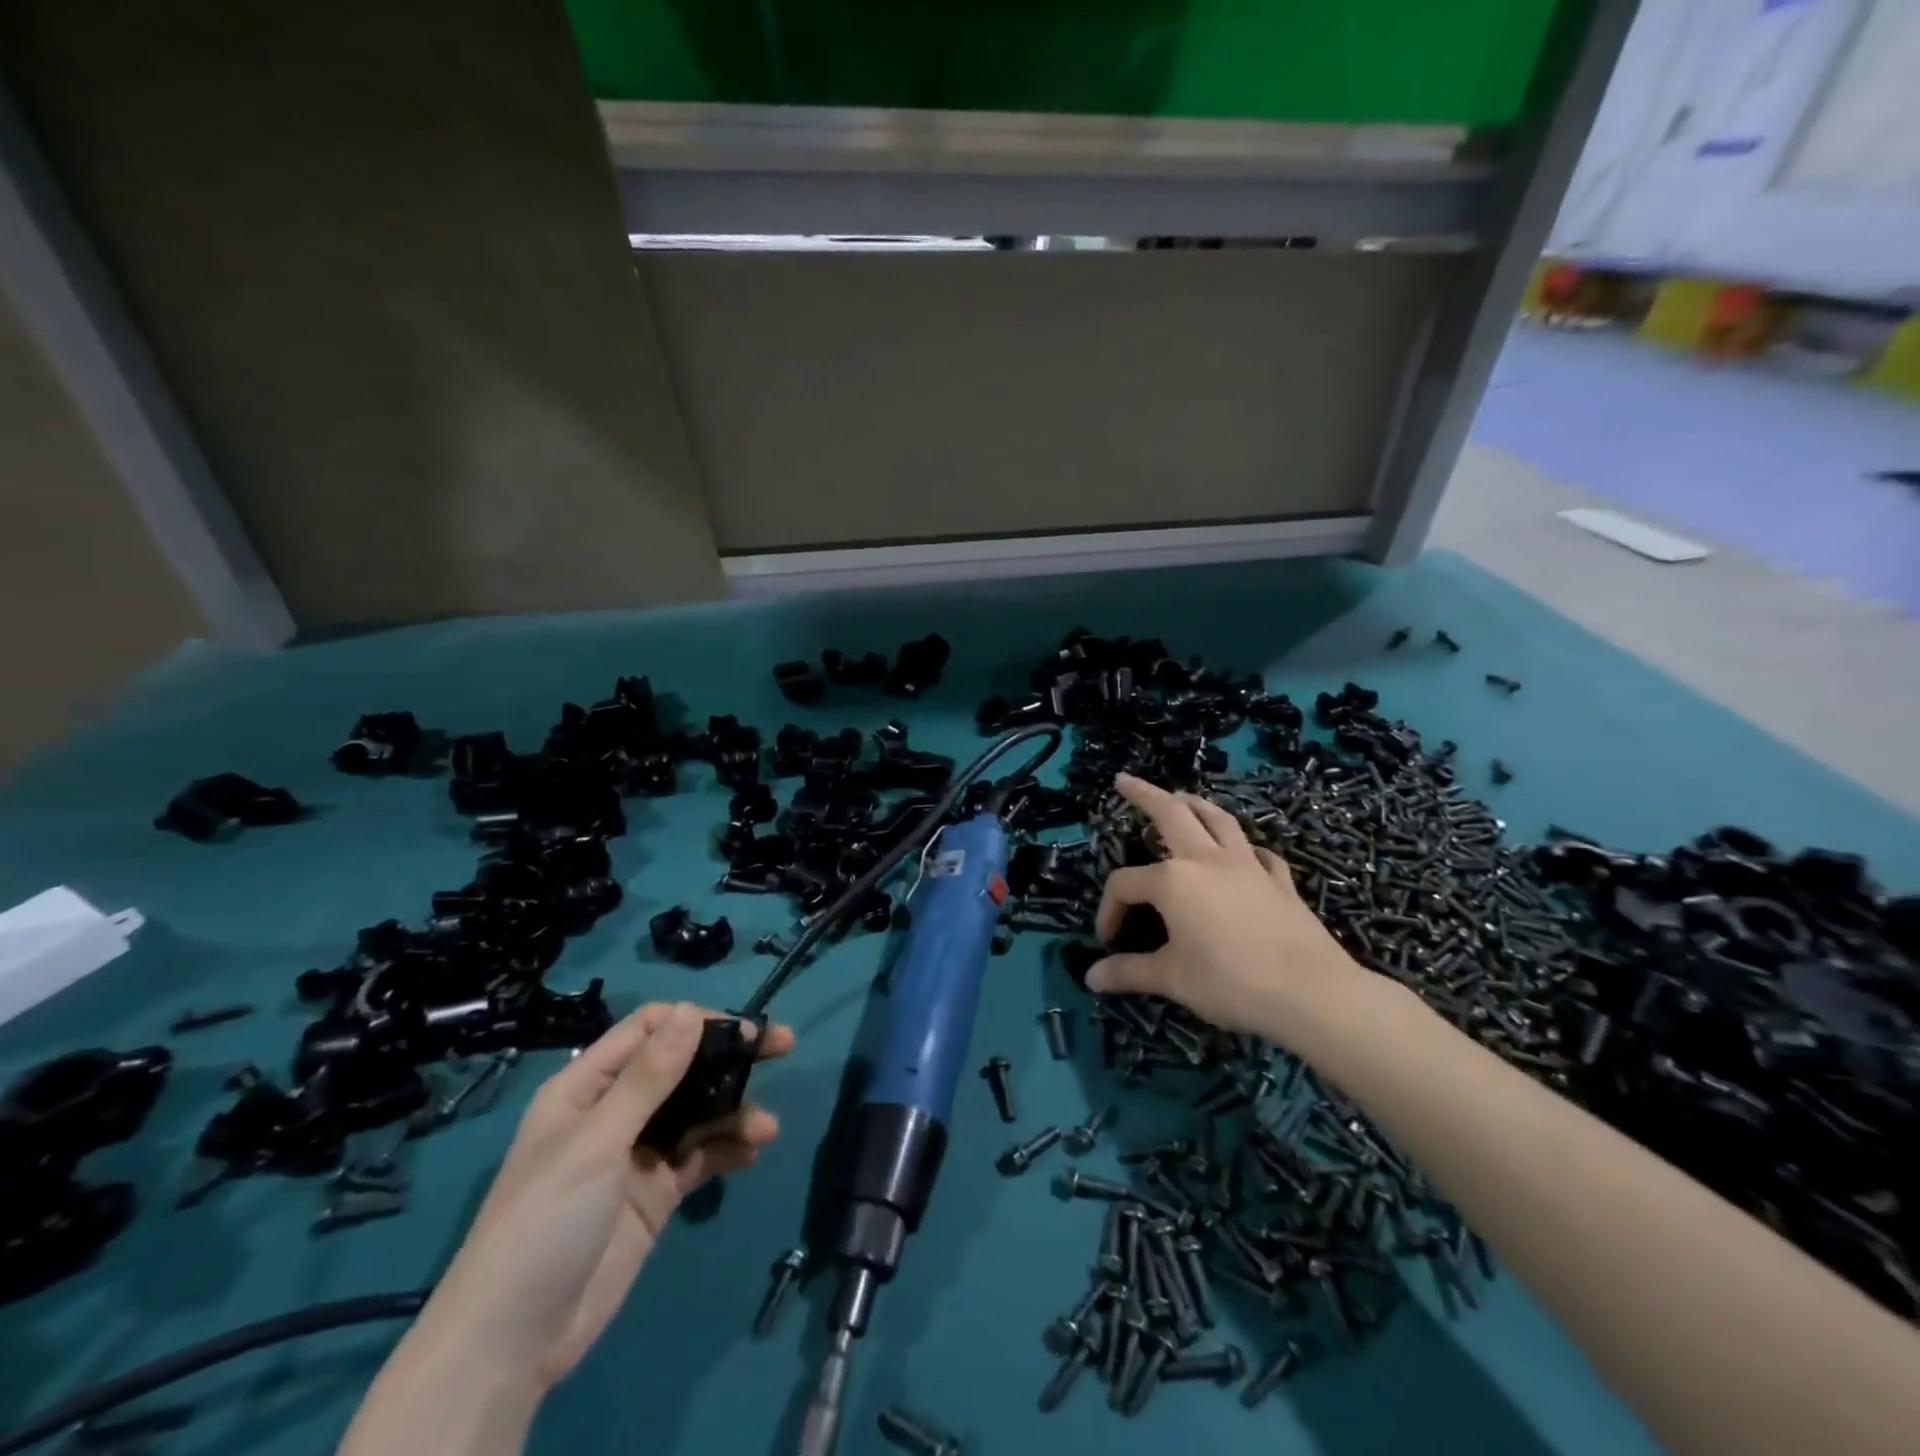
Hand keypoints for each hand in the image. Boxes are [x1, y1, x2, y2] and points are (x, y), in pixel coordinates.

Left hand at [418, 1002, 792, 1389]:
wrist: (513, 1342)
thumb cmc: (545, 1221)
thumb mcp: (596, 1142)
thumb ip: (649, 1077)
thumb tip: (691, 1010)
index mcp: (587, 1086)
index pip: (649, 1030)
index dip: (697, 1021)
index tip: (744, 1028)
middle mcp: (615, 1111)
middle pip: (682, 1066)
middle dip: (730, 1056)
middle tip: (782, 1046)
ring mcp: (637, 1153)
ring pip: (697, 1111)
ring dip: (734, 1110)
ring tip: (767, 1127)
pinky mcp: (656, 1192)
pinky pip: (700, 1156)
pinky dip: (728, 1148)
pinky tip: (753, 1151)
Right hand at [1089, 773, 1362, 1037]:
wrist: (1310, 992)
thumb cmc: (1230, 981)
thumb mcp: (1171, 979)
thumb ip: (1129, 972)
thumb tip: (1092, 977)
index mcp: (1173, 880)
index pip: (1125, 884)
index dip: (1109, 909)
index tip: (1109, 942)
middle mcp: (1207, 860)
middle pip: (1172, 814)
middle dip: (1145, 794)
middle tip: (1125, 780)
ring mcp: (1248, 866)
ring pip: (1218, 820)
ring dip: (1196, 804)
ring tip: (1182, 797)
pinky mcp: (1280, 882)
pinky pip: (1258, 853)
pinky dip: (1245, 847)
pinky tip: (1245, 854)